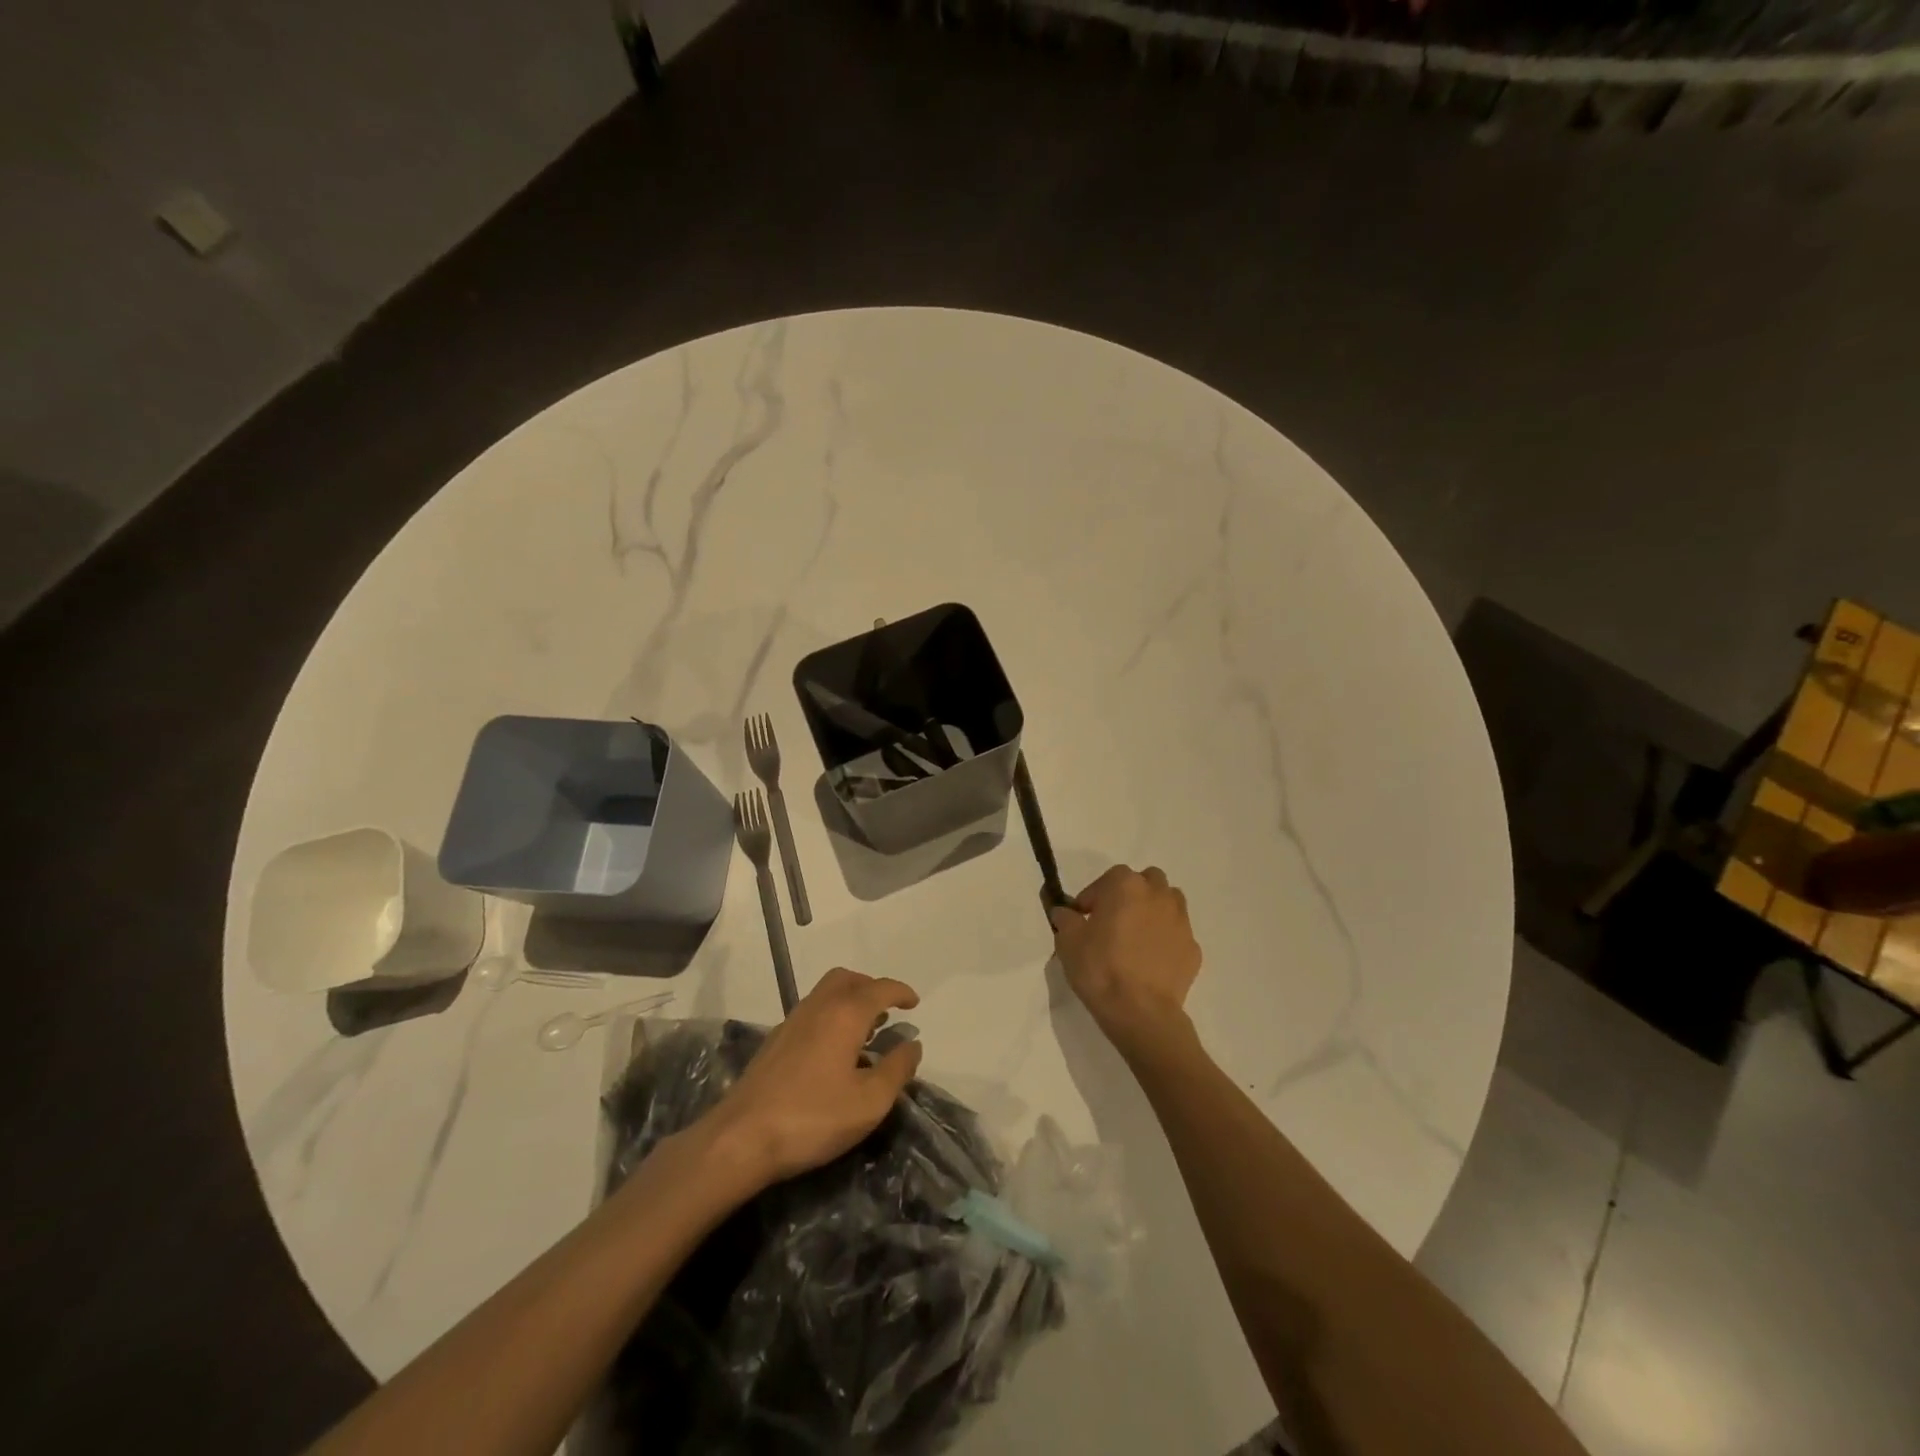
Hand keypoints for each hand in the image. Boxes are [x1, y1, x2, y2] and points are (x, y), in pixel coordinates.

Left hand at [704, 967, 923, 1188]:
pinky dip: (831, 1015)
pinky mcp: (775, 1041)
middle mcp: (818, 1007)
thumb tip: (913, 1044)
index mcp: (845, 1014)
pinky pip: (812, 1011)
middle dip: (871, 988)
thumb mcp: (869, 1102)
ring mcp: (792, 1022)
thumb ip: (897, 1069)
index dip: (900, 992)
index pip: (879, 989)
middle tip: (887, 1011)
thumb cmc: (813, 1117)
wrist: (740, 1138)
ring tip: (865, 1031)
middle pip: (847, 979)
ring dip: (849, 1000)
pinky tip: (834, 1051)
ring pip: (826, 993)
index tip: (914, 1003)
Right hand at [1050, 864, 1200, 1056]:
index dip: (1093, 896)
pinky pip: (1176, 935)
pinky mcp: (1193, 949)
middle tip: (1114, 920)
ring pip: (1168, 903)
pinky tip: (1151, 961)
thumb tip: (1065, 912)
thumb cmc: (1100, 968)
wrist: (1141, 1012)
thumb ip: (1065, 919)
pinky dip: (1165, 940)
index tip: (1083, 918)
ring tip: (1136, 937)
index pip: (1108, 879)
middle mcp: (1158, 895)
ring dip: (1153, 911)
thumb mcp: (1068, 941)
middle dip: (1131, 894)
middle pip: (1147, 881)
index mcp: (1127, 886)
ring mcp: (1181, 922)